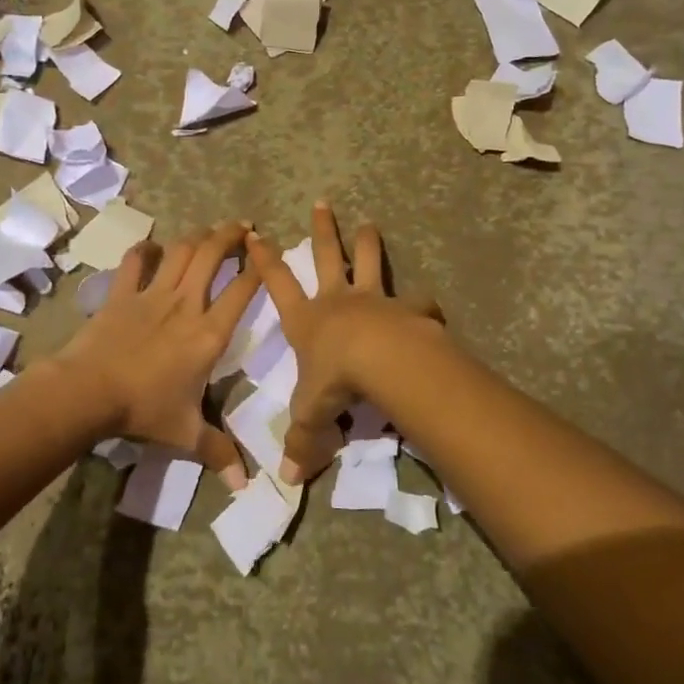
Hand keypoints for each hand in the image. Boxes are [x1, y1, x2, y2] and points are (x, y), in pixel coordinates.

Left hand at [60, 221, 260, 488]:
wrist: (88, 391)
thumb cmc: (143, 409)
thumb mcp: (186, 435)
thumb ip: (219, 452)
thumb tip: (245, 484)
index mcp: (209, 333)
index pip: (243, 290)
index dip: (260, 267)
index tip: (269, 251)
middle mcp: (186, 303)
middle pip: (212, 254)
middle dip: (230, 235)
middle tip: (243, 226)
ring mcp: (152, 294)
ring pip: (180, 250)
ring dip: (197, 236)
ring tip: (209, 231)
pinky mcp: (122, 293)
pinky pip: (134, 261)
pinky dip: (145, 249)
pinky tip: (152, 247)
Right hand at [245, 202, 442, 483]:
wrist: (382, 362)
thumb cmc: (335, 381)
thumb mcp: (310, 416)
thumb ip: (301, 443)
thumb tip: (287, 480)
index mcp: (307, 320)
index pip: (277, 284)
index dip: (265, 260)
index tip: (255, 233)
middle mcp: (337, 301)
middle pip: (327, 257)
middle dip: (322, 231)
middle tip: (322, 204)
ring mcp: (374, 299)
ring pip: (369, 262)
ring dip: (367, 242)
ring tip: (369, 223)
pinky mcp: (407, 308)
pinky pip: (416, 301)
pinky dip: (421, 302)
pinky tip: (428, 304)